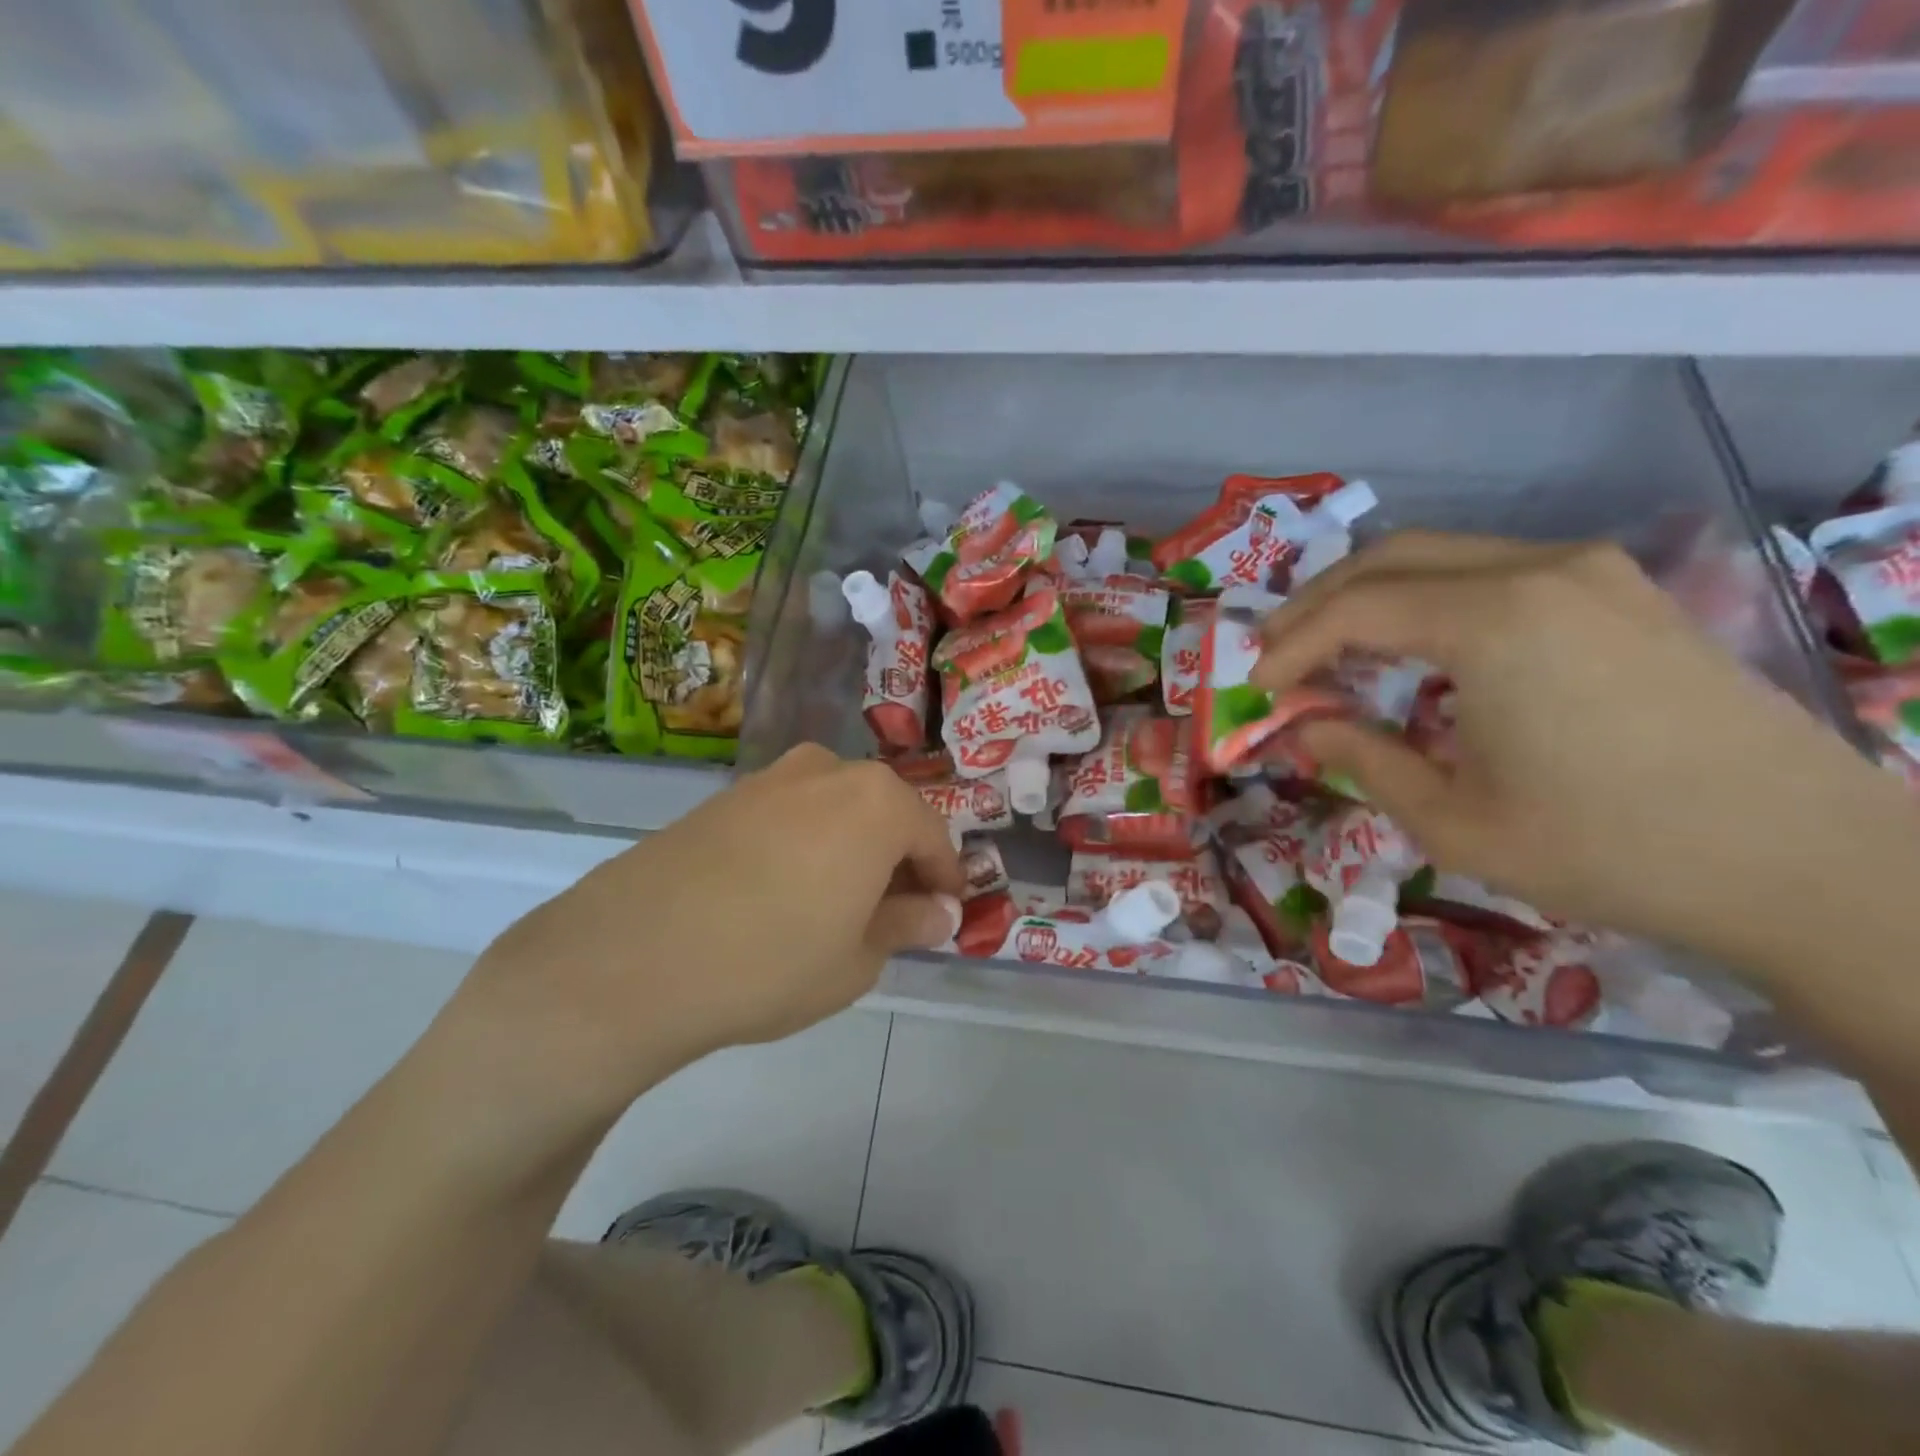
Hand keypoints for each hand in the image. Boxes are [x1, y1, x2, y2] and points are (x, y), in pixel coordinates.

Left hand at [438, 745, 963, 1128]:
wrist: (631, 958)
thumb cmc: (773, 961)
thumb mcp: (857, 959)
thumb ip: (906, 924)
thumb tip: (938, 910)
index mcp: (876, 801)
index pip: (932, 836)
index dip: (945, 878)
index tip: (945, 913)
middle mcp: (827, 771)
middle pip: (883, 813)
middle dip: (897, 860)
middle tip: (893, 914)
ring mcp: (769, 778)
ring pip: (834, 810)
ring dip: (849, 849)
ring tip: (836, 905)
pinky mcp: (723, 798)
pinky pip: (788, 815)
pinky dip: (804, 846)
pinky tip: (782, 893)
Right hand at [1253, 533, 1919, 976]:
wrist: (1808, 865)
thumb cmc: (1609, 849)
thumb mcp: (1452, 821)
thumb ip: (1361, 759)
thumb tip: (1303, 728)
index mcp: (1492, 620)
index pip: (1354, 610)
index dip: (1291, 647)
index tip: (1256, 688)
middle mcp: (1540, 570)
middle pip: (1392, 557)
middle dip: (1319, 603)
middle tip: (1277, 652)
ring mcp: (1593, 573)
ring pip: (1445, 556)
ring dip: (1374, 596)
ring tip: (1335, 649)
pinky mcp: (1625, 593)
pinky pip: (1497, 573)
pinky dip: (1433, 601)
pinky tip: (1422, 650)